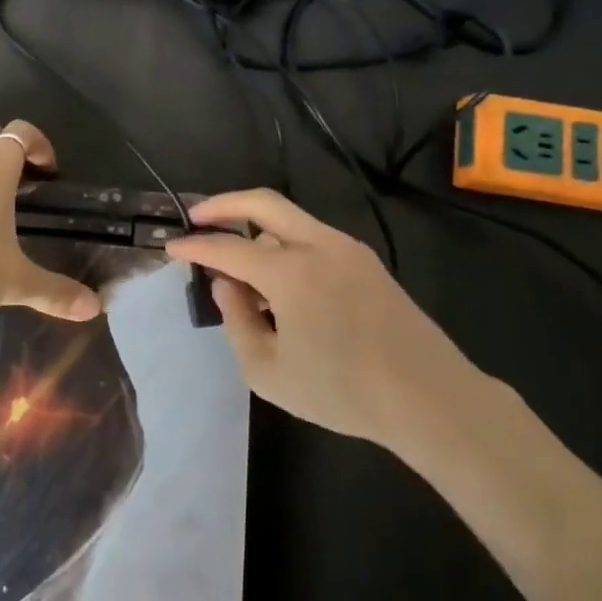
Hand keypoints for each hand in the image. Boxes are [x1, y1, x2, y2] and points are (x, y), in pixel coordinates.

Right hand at [165, 189, 487, 452]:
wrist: (430, 398)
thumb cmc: (342, 391)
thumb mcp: (269, 371)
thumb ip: (237, 321)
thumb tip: (226, 285)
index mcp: (290, 271)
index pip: (227, 247)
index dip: (195, 246)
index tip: (171, 248)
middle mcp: (318, 245)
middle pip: (263, 202)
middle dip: (224, 204)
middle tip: (198, 217)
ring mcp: (347, 249)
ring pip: (290, 218)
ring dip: (257, 229)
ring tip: (241, 269)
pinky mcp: (367, 262)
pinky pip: (314, 237)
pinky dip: (286, 243)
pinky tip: (281, 281)